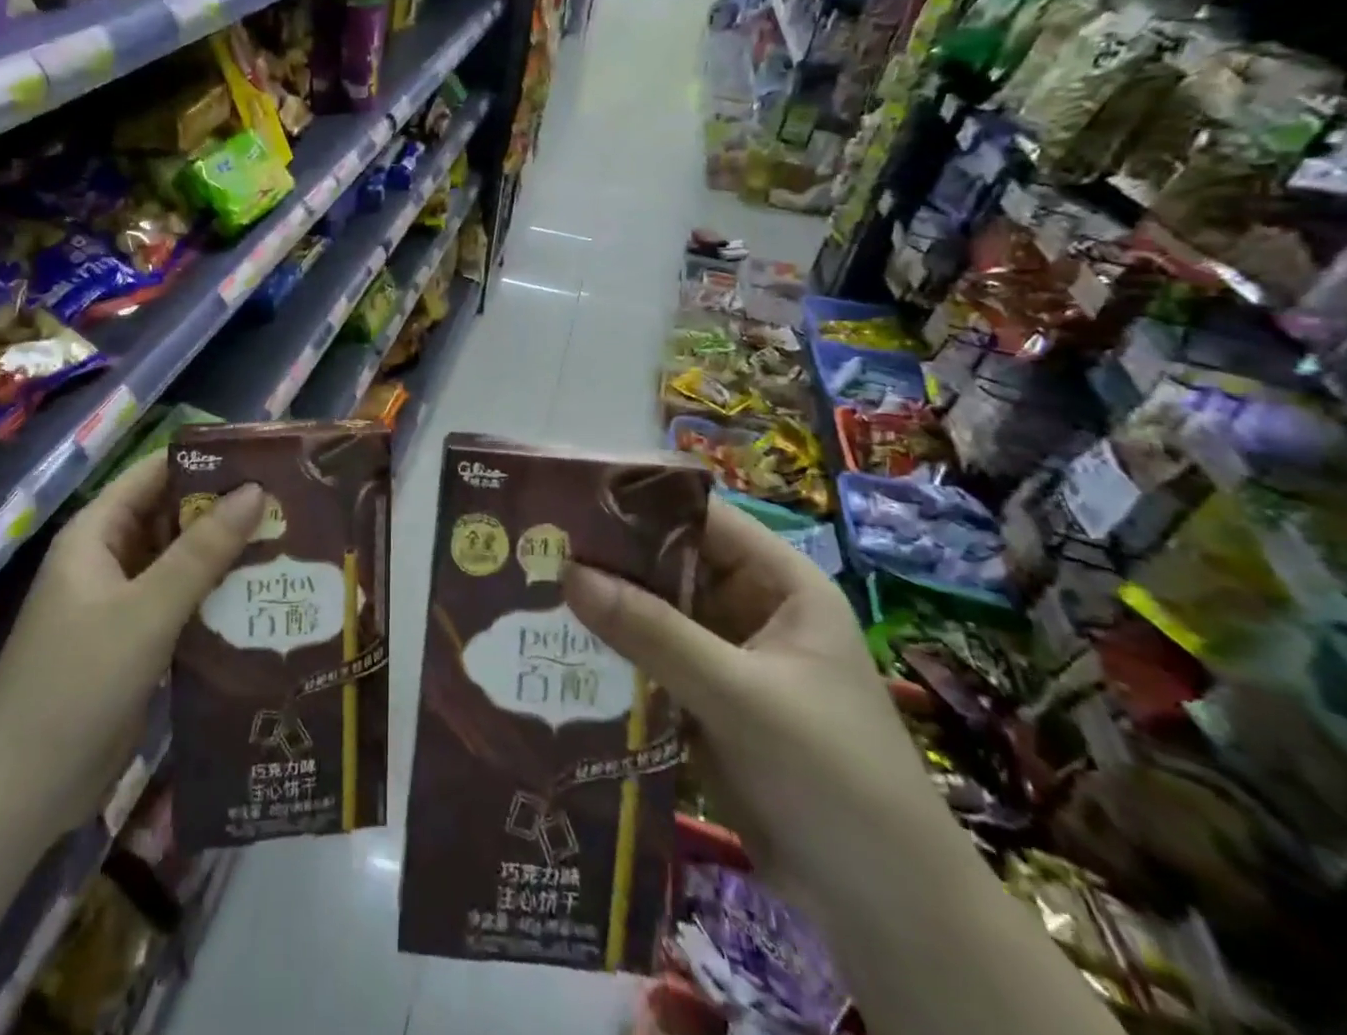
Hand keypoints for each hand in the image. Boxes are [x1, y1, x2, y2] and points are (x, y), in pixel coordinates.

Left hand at [0, 452, 265, 829]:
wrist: (21, 792)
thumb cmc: (77, 684)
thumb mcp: (147, 611)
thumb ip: (202, 551)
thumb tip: (256, 490)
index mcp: (97, 533)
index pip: (157, 473)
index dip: (208, 461)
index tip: (267, 460)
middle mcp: (110, 558)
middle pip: (174, 516)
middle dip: (227, 510)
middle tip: (292, 505)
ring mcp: (122, 601)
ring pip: (182, 561)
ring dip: (227, 554)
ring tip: (292, 544)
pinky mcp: (137, 640)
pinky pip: (183, 601)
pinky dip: (217, 595)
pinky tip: (264, 597)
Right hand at [563, 496, 943, 908]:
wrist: (884, 910)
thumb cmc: (831, 776)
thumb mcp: (740, 696)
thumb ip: (654, 633)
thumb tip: (569, 573)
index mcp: (778, 583)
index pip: (701, 518)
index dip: (639, 504)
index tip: (570, 502)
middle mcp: (750, 608)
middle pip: (669, 566)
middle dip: (608, 561)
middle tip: (535, 549)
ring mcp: (726, 657)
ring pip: (653, 616)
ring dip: (604, 611)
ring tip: (529, 595)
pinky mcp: (704, 702)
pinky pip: (649, 662)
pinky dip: (612, 658)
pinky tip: (558, 652)